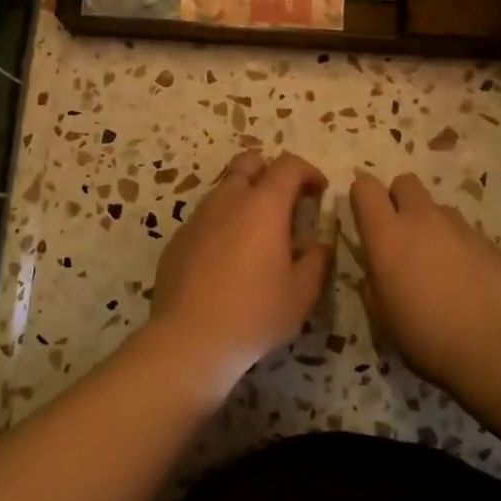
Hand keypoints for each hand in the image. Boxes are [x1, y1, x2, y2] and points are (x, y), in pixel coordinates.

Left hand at [148, 150, 331, 393]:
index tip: (319, 192)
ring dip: (244, 197)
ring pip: (224, 188)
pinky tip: (227, 257)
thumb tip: (322, 243)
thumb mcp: (302, 293)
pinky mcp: (178, 238)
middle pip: (249, 161)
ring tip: (257, 232)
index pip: (289, 165)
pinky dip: (222, 223)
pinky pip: (205, 217)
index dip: (309, 171)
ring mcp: (198, 217)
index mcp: (264, 205)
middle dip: (270, 170)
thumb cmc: (254, 313)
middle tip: (284, 200)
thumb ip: (317, 260)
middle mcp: (229, 199)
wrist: (189, 338)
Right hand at [350, 171, 500, 391]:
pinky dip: (460, 247)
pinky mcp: (489, 240)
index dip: (362, 197)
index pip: (365, 186)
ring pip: (437, 208)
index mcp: (387, 234)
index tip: (365, 219)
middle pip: (404, 182)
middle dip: (399, 199)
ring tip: (439, 265)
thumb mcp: (383, 317)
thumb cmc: (426, 336)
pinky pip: (465, 232)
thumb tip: (376, 272)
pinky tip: (468, 281)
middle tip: (401, 235)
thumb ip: (373, 284)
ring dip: (431, 225)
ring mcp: (460, 226)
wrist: (497, 346)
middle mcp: (422, 218)